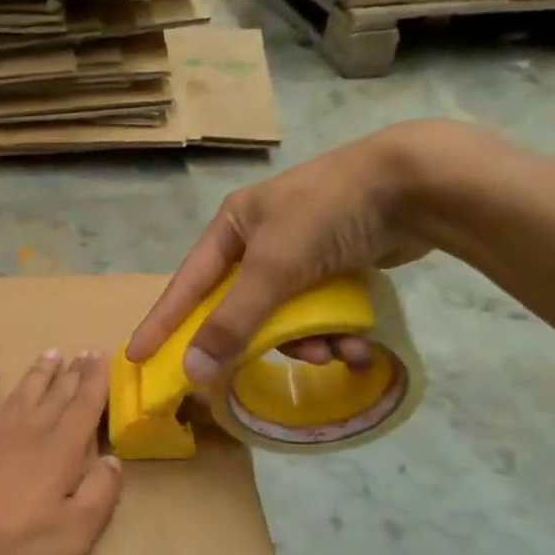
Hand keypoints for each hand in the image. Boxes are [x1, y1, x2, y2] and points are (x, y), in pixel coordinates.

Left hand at [0, 351, 123, 554]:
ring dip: (37, 374)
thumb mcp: (71, 537)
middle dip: (73, 374)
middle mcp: (25, 433)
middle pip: (54, 397)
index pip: (84, 410)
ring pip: (19, 395)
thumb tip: (112, 461)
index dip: (96, 382)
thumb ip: (98, 496)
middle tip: (84, 351)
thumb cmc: (7, 548)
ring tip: (51, 354)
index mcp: (58, 454)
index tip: (102, 355)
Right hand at [126, 121, 458, 379]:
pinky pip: (318, 311)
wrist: (417, 183)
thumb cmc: (328, 215)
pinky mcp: (336, 264)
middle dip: (258, 340)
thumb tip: (192, 371)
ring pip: (284, 315)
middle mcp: (259, 239)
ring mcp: (300, 252)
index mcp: (232, 227)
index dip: (162, 322)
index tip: (138, 357)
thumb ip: (233, 322)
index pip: (186, 284)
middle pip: (239, 307)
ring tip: (334, 352)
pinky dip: (333, 332)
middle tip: (253, 371)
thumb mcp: (273, 269)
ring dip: (306, 342)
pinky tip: (356, 346)